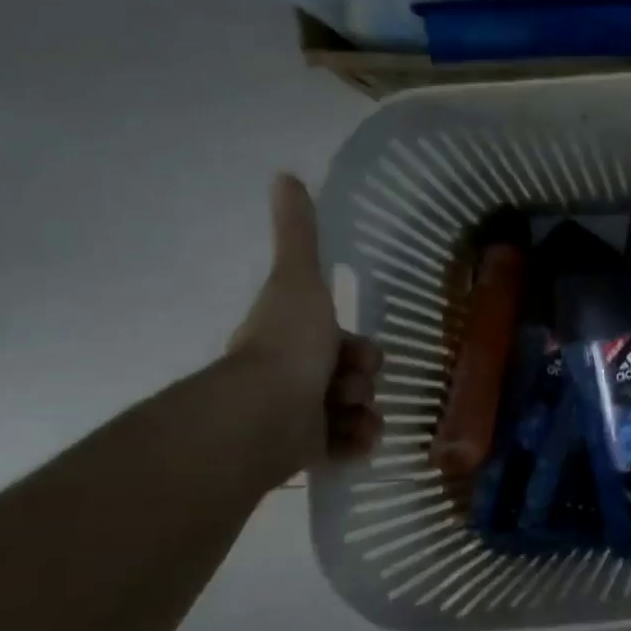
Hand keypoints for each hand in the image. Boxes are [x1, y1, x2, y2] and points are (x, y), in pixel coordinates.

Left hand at [229, 175, 382, 471]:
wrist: (264, 414)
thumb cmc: (288, 344)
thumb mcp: (300, 279)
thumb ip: (298, 234)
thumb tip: (285, 175)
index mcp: (295, 342)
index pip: (345, 345)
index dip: (360, 349)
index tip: (357, 355)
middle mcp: (295, 380)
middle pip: (355, 378)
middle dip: (363, 382)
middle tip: (350, 388)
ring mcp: (299, 419)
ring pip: (355, 413)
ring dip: (365, 414)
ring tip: (352, 419)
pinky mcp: (305, 455)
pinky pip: (348, 446)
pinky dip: (358, 443)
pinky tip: (355, 441)